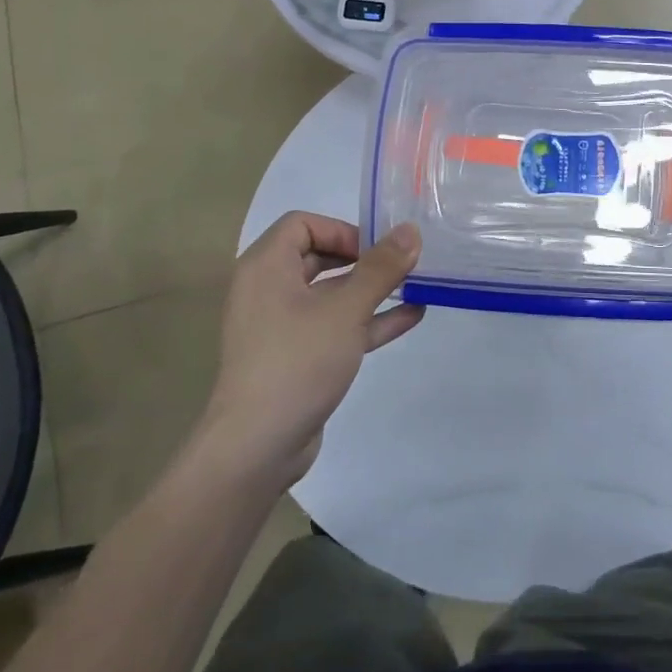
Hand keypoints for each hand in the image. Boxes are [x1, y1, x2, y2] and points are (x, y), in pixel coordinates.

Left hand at [193, 212, 423, 487]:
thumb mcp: (345, 310)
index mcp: (267, 267)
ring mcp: (281, 326)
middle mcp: (268, 290)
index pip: (302, 224)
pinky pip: (333, 326)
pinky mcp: (295, 357)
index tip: (376, 249)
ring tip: (415, 286)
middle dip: (363, 259)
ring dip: (370, 290)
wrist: (256, 447)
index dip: (342, 230)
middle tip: (401, 265)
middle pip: (318, 256)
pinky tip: (409, 317)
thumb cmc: (297, 362)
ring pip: (330, 295)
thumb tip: (410, 231)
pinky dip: (366, 320)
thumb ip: (380, 269)